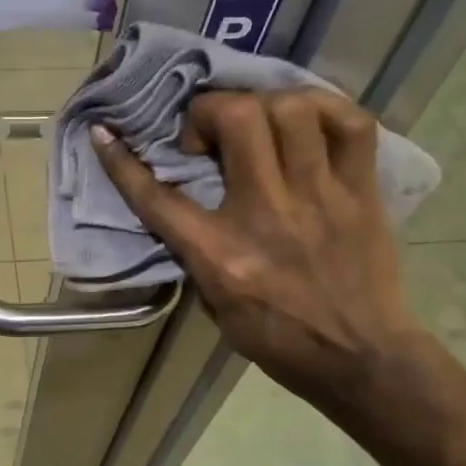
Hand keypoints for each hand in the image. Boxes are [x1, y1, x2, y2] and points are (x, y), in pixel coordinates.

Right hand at [89, 89, 418, 405]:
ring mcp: (320, 196)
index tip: (105, 133)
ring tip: (259, 124)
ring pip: (291, 110)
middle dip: (210, 110)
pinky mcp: (361, 192)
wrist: (360, 360)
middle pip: (236, 119)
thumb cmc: (278, 339)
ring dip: (264, 105)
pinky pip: (351, 123)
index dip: (121, 160)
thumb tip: (182, 201)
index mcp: (221, 253)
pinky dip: (325, 108)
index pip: (157, 196)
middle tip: (209, 134)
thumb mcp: (215, 302)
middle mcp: (267, 213)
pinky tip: (307, 121)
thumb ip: (194, 249)